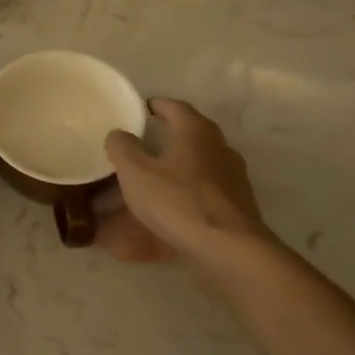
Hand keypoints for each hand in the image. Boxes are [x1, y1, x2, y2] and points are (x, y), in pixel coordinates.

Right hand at [101, 99, 277, 283]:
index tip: (142, 108)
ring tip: (150, 184)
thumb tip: (119, 134)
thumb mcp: (136, 173)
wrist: (228, 249)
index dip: (157, 105)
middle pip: (190, 136)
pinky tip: (164, 218)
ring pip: (197, 168)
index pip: (176, 107)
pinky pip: (202, 196)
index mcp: (196, 132)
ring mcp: (232, 179)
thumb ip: (123, 148)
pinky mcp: (235, 208)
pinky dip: (182, 199)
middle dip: (166, 138)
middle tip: (142, 145)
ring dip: (175, 171)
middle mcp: (219, 149)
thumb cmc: (178, 201)